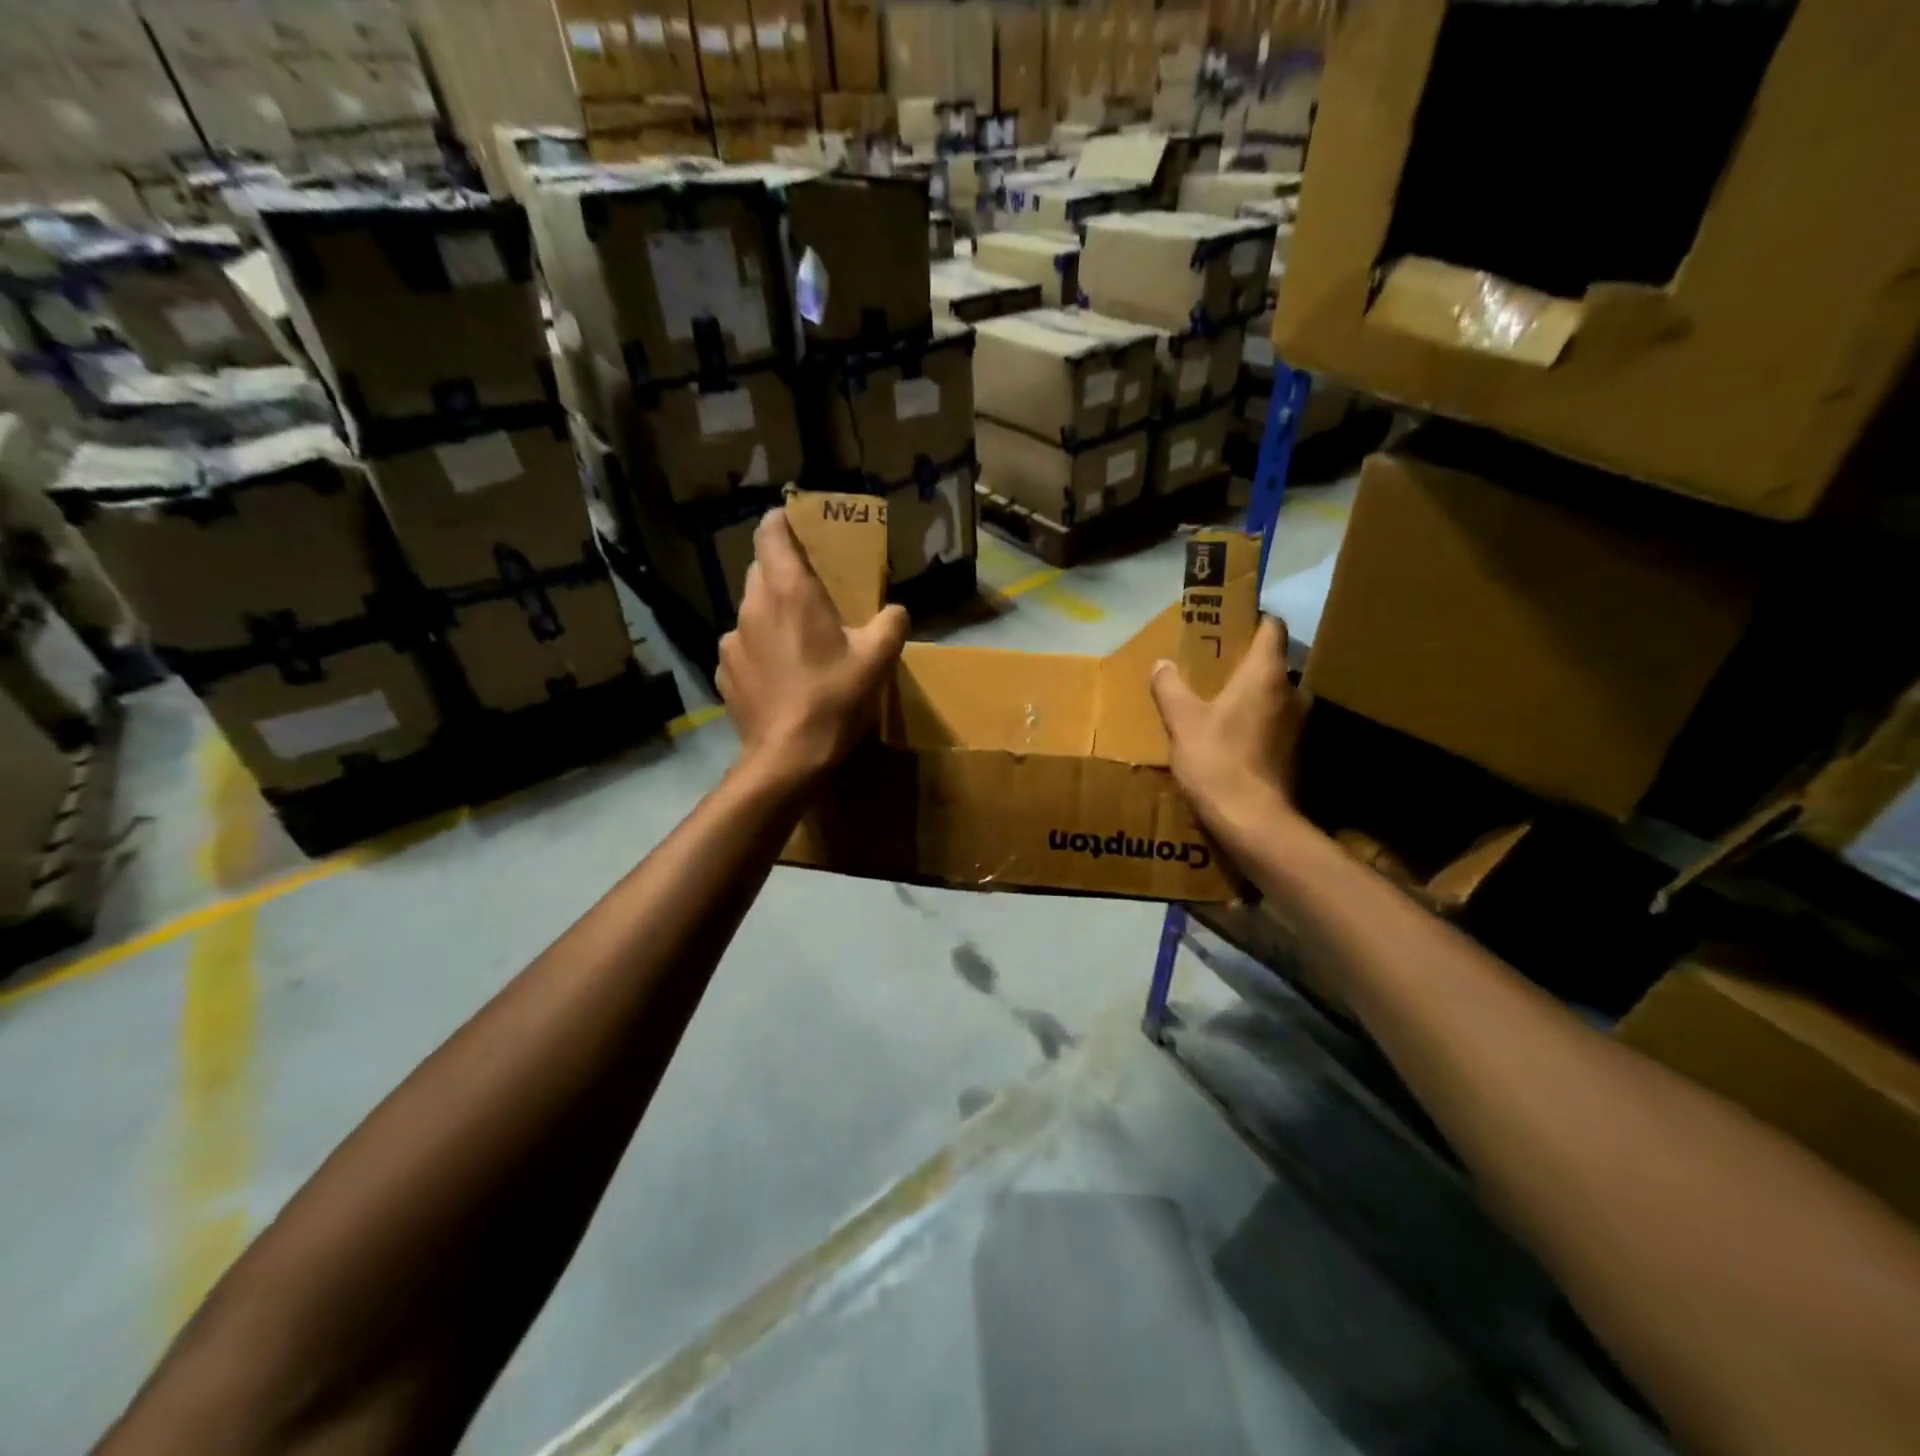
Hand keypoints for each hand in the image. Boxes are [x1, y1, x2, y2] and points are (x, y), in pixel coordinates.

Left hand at [718, 509, 908, 789]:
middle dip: (786, 572)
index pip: (771, 532)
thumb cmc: (834, 699)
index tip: (802, 526)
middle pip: (762, 569)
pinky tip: (781, 675)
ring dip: (773, 614)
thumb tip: (896, 611)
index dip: (784, 521)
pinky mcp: (724, 671)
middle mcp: (752, 606)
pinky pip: (744, 646)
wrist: (787, 758)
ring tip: (799, 641)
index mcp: (789, 591)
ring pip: (752, 610)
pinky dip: (761, 649)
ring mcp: (731, 640)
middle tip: (814, 591)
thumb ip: (892, 623)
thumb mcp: (878, 660)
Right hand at [1150, 616, 1305, 834]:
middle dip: (1247, 662)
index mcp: (1266, 674)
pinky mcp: (1298, 752)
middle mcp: (1293, 691)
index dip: (1253, 619)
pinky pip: (1277, 723)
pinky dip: (1259, 723)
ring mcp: (1300, 724)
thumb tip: (1162, 664)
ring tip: (1222, 704)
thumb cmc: (1217, 761)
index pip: (1272, 627)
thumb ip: (1171, 687)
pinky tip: (1234, 737)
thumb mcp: (1182, 721)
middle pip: (1273, 662)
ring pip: (1277, 695)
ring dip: (1254, 695)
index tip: (1229, 623)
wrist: (1253, 822)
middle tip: (1215, 667)